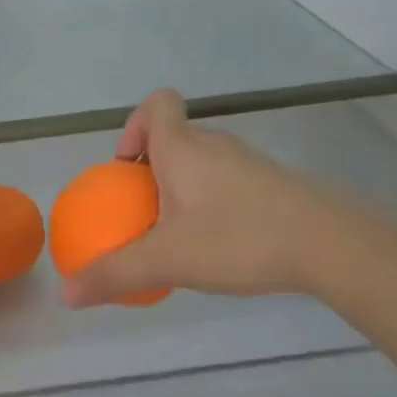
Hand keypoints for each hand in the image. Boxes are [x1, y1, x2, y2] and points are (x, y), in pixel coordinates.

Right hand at [62, 90, 340, 307]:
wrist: (329, 243)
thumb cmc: (237, 238)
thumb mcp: (168, 260)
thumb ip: (116, 274)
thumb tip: (66, 293)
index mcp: (182, 147)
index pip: (158, 103)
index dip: (135, 125)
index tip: (127, 168)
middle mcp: (215, 145)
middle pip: (177, 137)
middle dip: (154, 169)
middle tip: (146, 213)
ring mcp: (249, 163)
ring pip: (205, 162)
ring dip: (185, 188)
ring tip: (180, 235)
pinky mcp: (275, 185)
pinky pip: (231, 183)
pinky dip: (216, 203)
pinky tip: (222, 246)